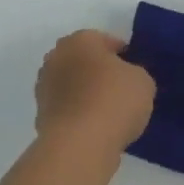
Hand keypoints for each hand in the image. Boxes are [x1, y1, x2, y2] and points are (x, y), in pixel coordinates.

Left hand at [33, 30, 153, 153]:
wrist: (79, 144)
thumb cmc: (114, 101)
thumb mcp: (143, 81)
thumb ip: (135, 74)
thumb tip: (125, 80)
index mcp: (80, 40)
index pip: (105, 41)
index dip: (123, 55)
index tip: (135, 70)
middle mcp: (56, 58)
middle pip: (83, 61)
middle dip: (99, 72)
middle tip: (121, 89)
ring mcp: (44, 88)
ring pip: (72, 85)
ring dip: (86, 93)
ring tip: (109, 112)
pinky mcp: (40, 115)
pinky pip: (67, 109)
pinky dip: (78, 114)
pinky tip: (96, 128)